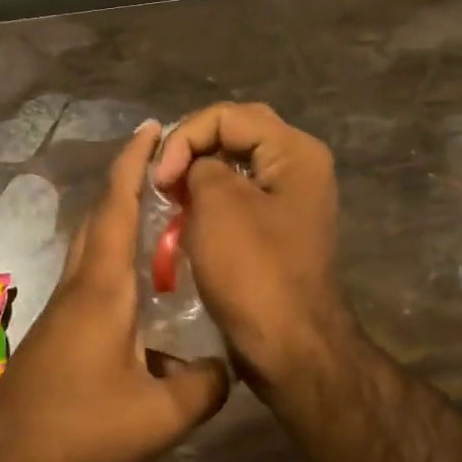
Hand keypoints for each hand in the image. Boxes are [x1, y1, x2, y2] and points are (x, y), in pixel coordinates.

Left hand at [0, 123, 229, 461]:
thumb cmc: (80, 431)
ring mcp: (62, 309)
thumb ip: (206, 386)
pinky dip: (114, 258)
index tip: (152, 127)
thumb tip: (226, 365)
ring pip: (93, 246)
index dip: (134, 162)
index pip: (118, 207)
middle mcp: (79, 286)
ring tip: (159, 215)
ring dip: (119, 218)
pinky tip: (139, 287)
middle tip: (165, 165)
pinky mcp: (56, 333)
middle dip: (127, 181)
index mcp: (103, 288)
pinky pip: (90, 276)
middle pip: (101, 217)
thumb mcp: (161, 416)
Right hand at [153, 103, 352, 391]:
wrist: (290, 346)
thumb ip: (200, 166)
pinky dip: (211, 201)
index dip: (185, 137)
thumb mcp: (218, 204)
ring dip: (199, 176)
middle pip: (236, 133)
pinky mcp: (279, 230)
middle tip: (164, 179)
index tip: (161, 180)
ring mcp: (292, 200)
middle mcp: (300, 167)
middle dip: (192, 149)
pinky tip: (188, 219)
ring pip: (236, 166)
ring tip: (171, 198)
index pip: (227, 115)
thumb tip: (197, 169)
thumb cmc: (254, 272)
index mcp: (295, 152)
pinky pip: (241, 198)